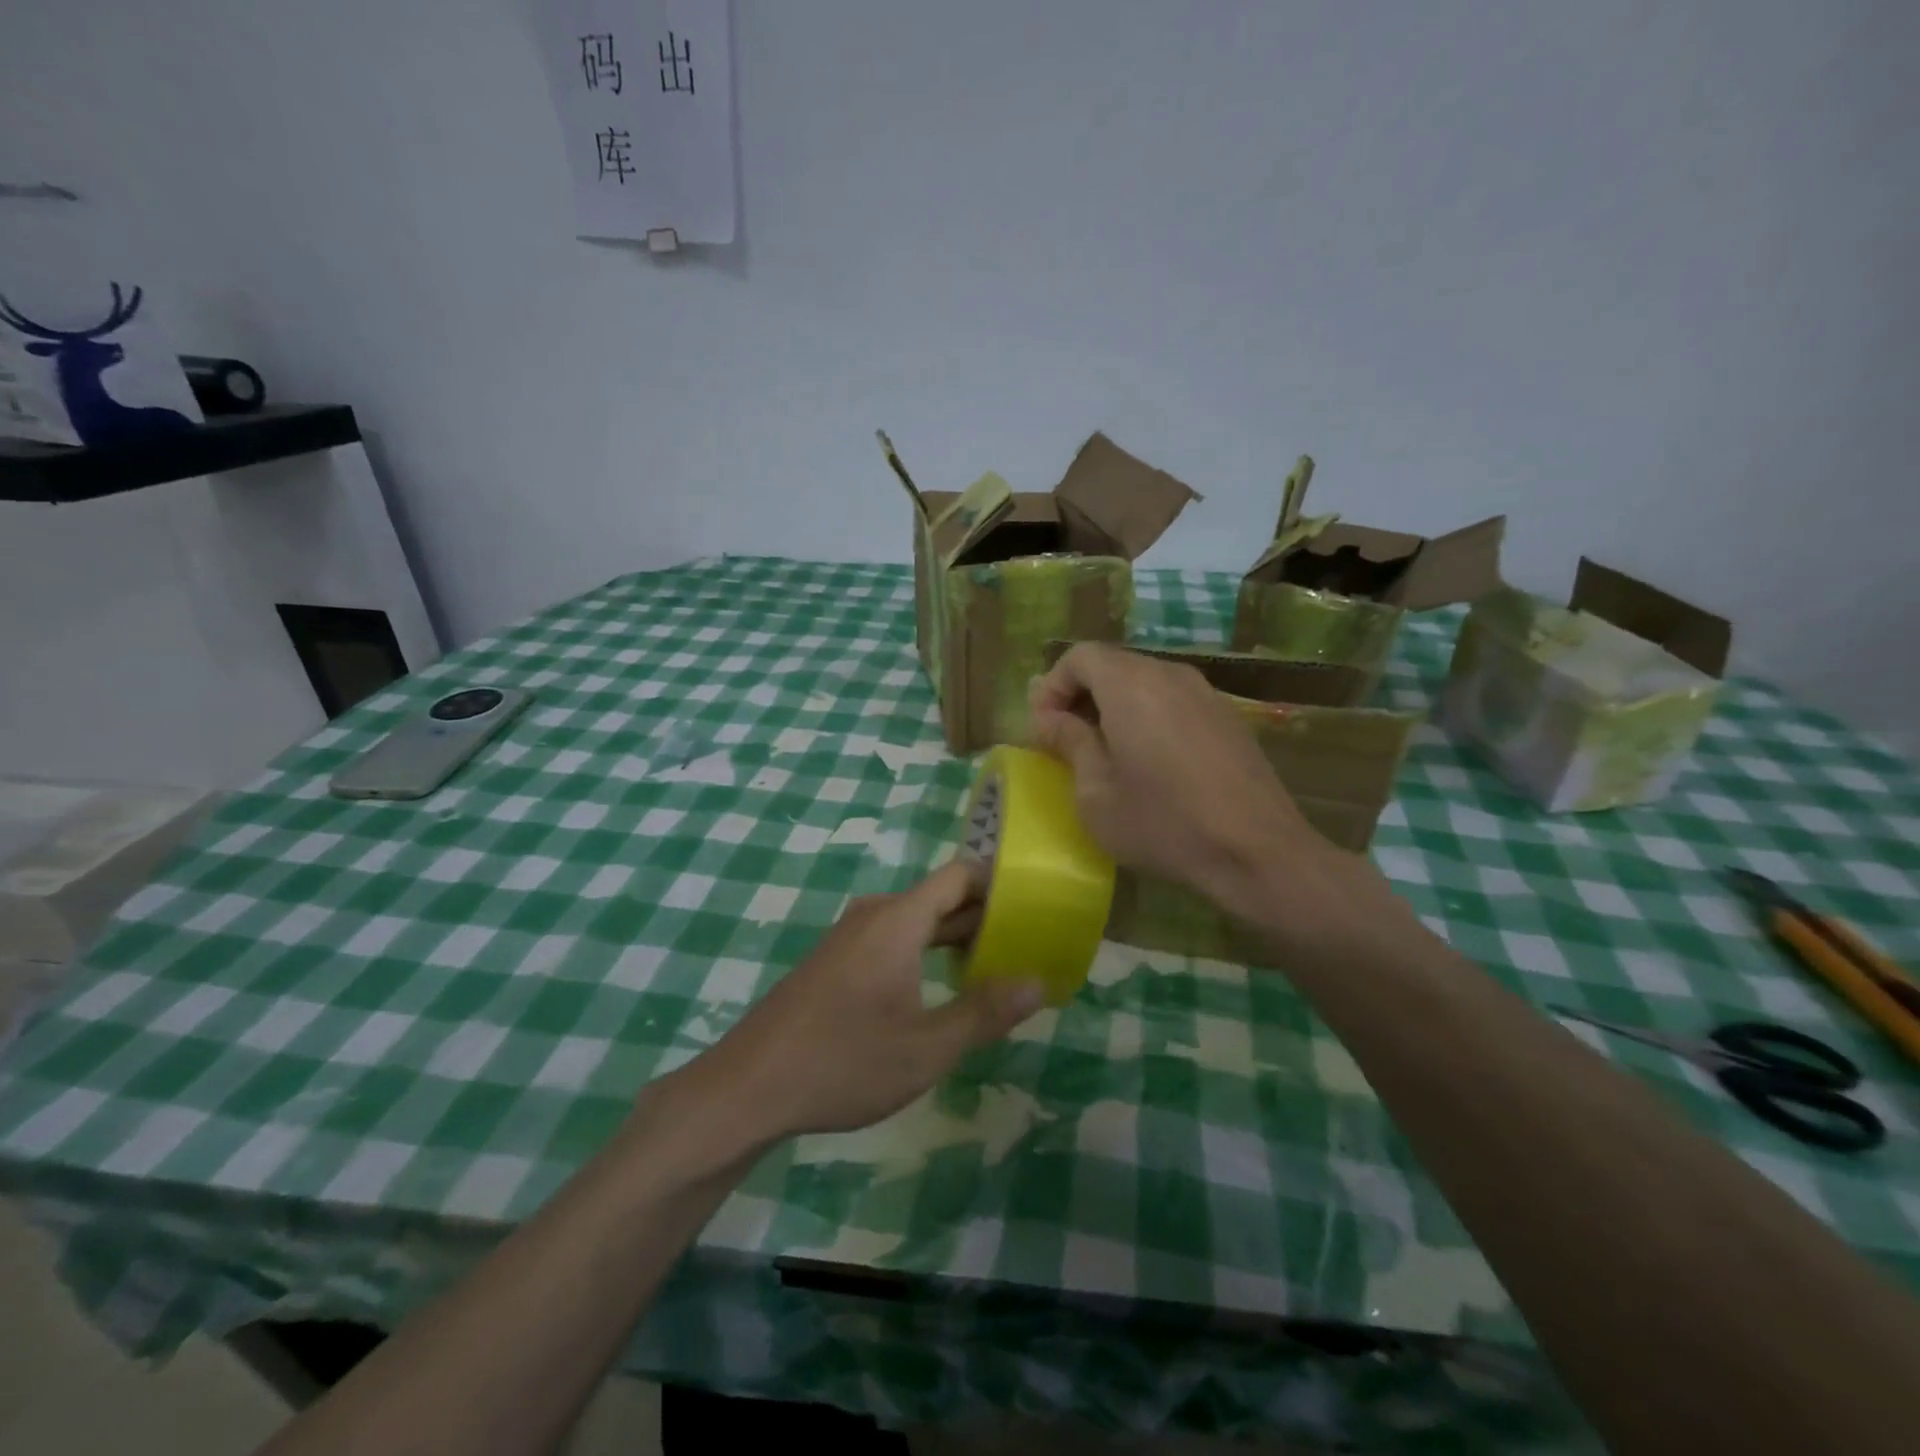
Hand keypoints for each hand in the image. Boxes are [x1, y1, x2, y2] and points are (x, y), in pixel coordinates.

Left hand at [685, 863, 1043, 1141]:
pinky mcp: (835, 960)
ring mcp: (850, 937)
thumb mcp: (926, 1047)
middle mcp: (874, 915)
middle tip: (1028, 944)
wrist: (748, 1087)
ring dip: (954, 938)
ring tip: (994, 968)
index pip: (960, 875)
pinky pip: (892, 939)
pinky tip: (940, 988)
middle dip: (984, 916)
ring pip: (916, 921)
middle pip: (940, 897)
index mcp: (898, 920)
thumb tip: (1039, 981)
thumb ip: (985, 1012)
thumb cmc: (843, 1063)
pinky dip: (925, 951)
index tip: (1036, 908)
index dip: (999, 885)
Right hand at [1028, 643, 1355, 917]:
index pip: (1080, 656)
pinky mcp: (1228, 718)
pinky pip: (1174, 701)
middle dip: (1081, 696)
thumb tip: (1049, 718)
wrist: (1257, 851)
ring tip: (1106, 754)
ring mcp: (1205, 694)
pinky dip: (1148, 717)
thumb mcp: (1096, 792)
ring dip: (1114, 707)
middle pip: (1113, 665)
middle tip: (1066, 741)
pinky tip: (1151, 763)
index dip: (1052, 686)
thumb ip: (1069, 742)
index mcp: (1131, 685)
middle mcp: (1170, 675)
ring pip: (1145, 682)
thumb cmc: (1163, 823)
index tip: (1044, 728)